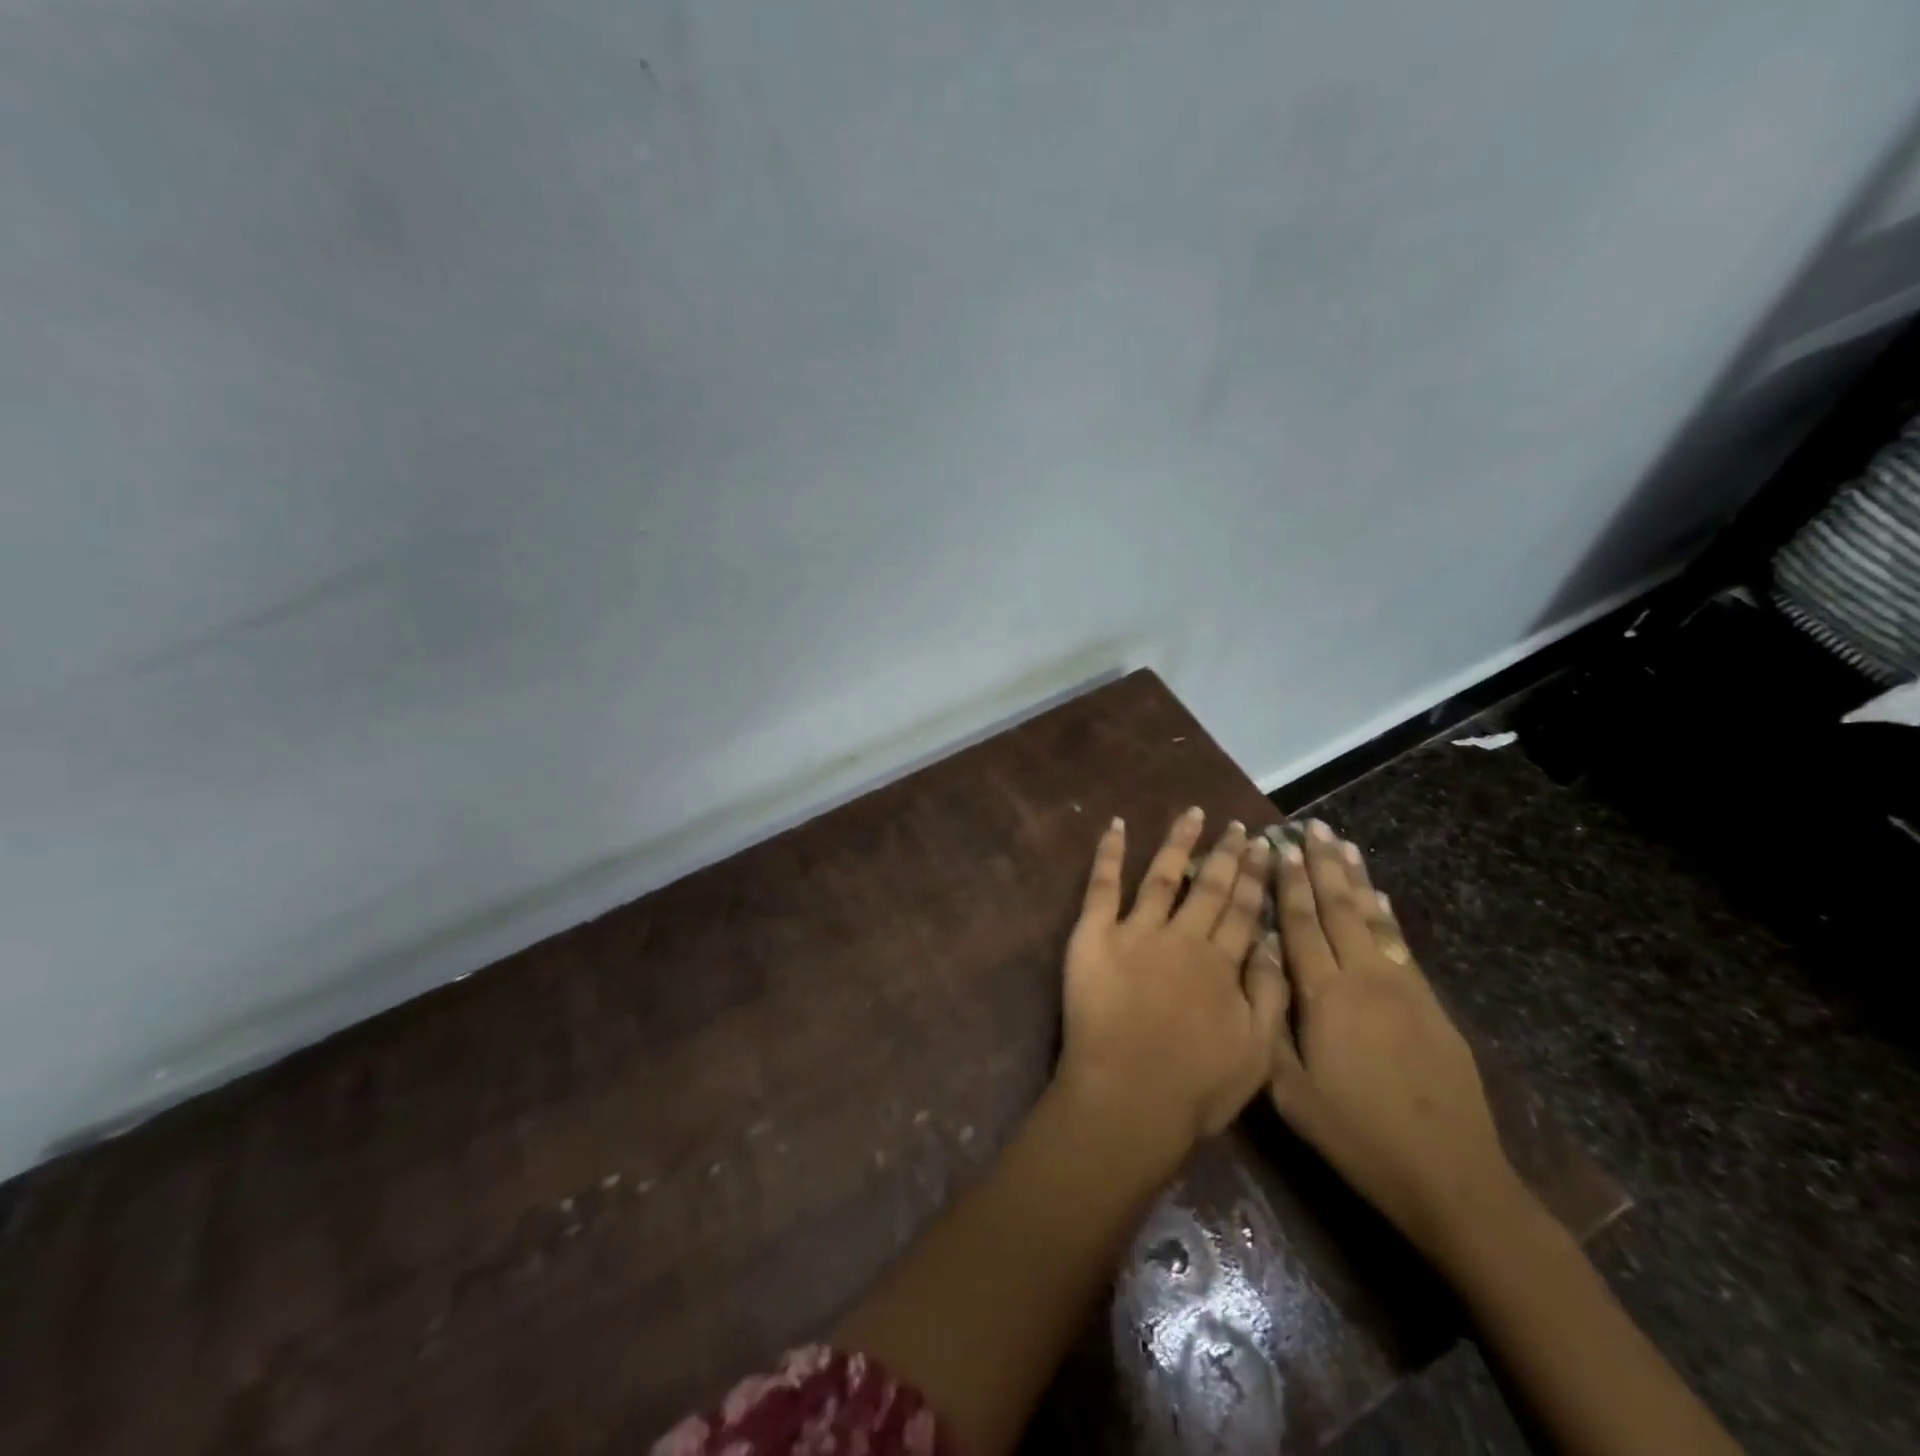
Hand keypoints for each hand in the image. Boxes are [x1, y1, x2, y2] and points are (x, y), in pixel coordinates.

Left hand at [1057, 809, 1287, 1162]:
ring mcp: (1137, 931)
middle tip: (1238, 826)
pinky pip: (1102, 886)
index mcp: (1222, 964)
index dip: (1256, 878)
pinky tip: (1117, 825)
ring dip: (1180, 843)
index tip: (1266, 848)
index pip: (1244, 911)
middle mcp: (1183, 937)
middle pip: (1210, 888)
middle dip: (1227, 854)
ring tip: (1193, 813)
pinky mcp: (1095, 934)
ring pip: (1164, 875)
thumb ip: (1270, 995)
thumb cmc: (1195, 1087)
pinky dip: (1109, 853)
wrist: (1128, 1096)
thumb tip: (1274, 944)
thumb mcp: (1257, 1053)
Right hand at [1267, 821, 1531, 1262]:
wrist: (1451, 1177)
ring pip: (1373, 918)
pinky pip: (1402, 944)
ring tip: (1343, 843)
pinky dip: (1387, 914)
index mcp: (1325, 996)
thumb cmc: (1356, 1135)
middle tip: (1309, 826)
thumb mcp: (1291, 1092)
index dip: (1288, 883)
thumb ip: (1269, 1022)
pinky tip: (1381, 896)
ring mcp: (1404, 989)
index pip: (1300, 924)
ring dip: (1356, 878)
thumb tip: (1258, 962)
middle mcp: (1365, 979)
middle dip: (1321, 864)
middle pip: (1338, 909)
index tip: (1277, 846)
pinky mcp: (1431, 1005)